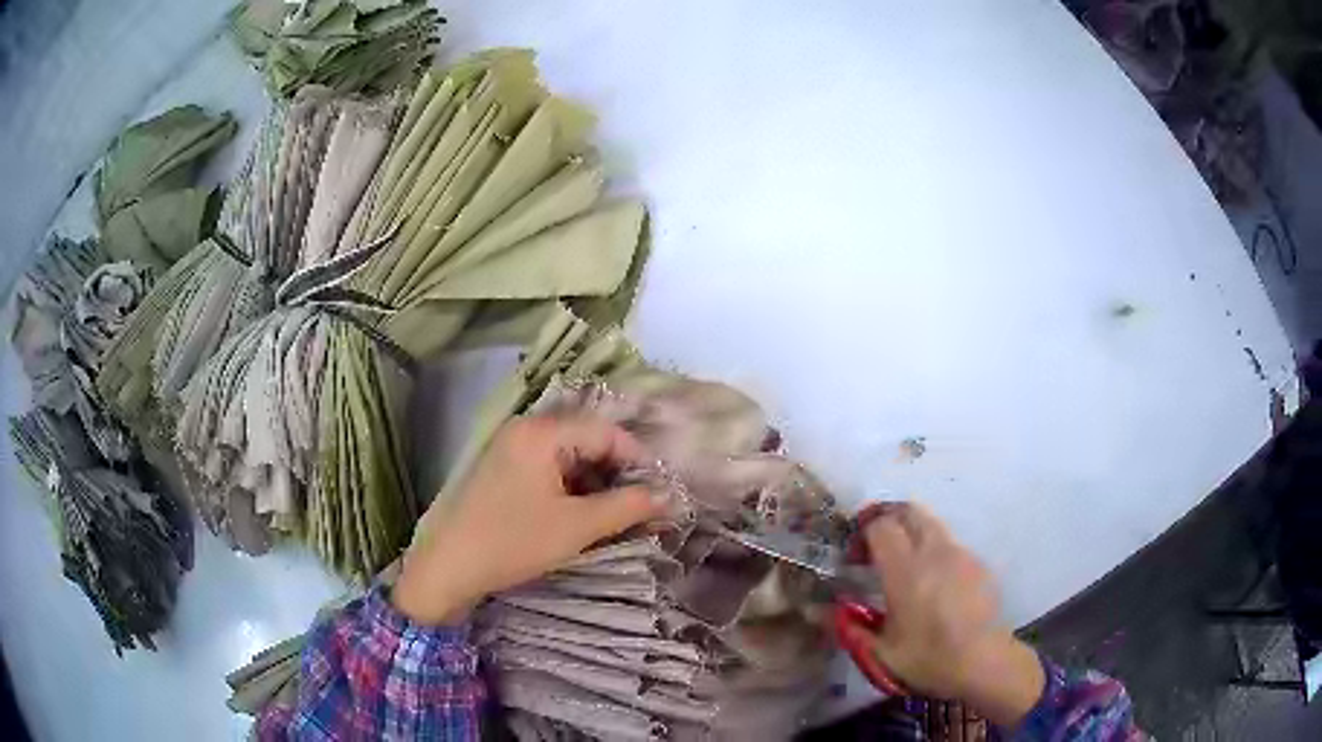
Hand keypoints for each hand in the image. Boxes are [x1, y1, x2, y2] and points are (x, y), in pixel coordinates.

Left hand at [393, 414, 666, 625]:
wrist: (448, 568)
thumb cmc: (512, 542)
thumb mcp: (577, 527)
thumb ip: (628, 507)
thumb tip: (670, 497)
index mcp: (541, 433)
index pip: (606, 432)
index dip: (638, 460)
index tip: (660, 492)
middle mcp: (525, 431)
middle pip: (587, 442)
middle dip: (618, 474)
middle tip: (642, 507)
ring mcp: (510, 451)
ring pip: (569, 459)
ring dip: (597, 485)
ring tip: (617, 517)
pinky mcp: (503, 473)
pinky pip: (549, 471)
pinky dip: (572, 491)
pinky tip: (584, 517)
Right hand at [839, 503, 1044, 726]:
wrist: (984, 661)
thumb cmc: (929, 659)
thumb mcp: (880, 653)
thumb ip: (850, 627)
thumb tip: (818, 610)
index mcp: (906, 570)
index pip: (881, 526)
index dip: (863, 532)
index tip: (854, 556)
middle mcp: (934, 551)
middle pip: (909, 511)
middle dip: (888, 519)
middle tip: (875, 546)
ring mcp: (960, 553)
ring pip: (931, 524)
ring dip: (911, 533)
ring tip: (904, 566)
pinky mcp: (977, 563)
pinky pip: (949, 544)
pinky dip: (933, 551)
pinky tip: (933, 584)